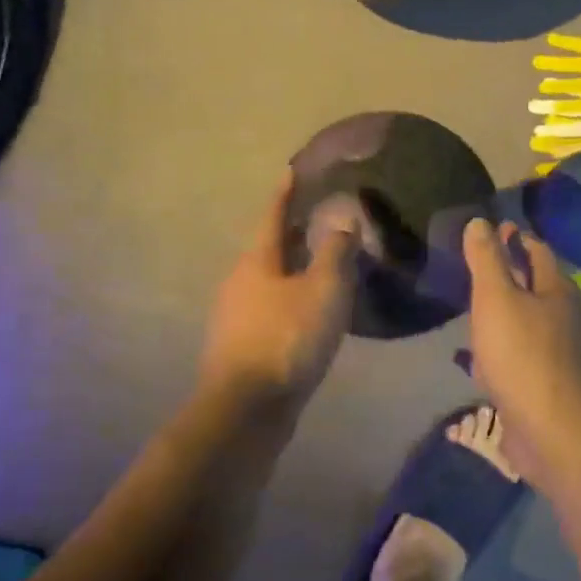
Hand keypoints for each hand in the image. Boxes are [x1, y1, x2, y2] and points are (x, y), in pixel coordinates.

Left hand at [199, 175, 360, 412]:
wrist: (248, 409)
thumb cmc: (287, 338)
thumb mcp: (323, 289)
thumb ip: (335, 252)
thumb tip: (343, 220)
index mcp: (256, 262)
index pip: (272, 217)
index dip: (284, 194)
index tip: (291, 171)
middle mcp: (240, 284)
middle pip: (268, 249)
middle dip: (291, 234)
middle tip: (317, 220)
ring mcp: (237, 318)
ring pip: (270, 282)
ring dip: (293, 270)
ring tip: (321, 267)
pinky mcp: (244, 348)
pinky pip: (272, 311)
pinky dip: (292, 301)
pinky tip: (310, 313)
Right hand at [461, 218, 580, 460]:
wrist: (551, 430)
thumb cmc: (522, 355)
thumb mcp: (496, 298)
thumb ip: (487, 260)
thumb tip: (480, 221)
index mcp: (557, 291)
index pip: (538, 251)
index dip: (514, 238)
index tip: (490, 230)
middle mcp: (565, 318)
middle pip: (535, 286)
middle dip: (509, 275)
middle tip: (475, 268)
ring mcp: (558, 354)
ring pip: (527, 323)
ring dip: (503, 314)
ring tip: (472, 309)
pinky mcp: (546, 384)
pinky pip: (519, 356)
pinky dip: (500, 349)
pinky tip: (478, 359)